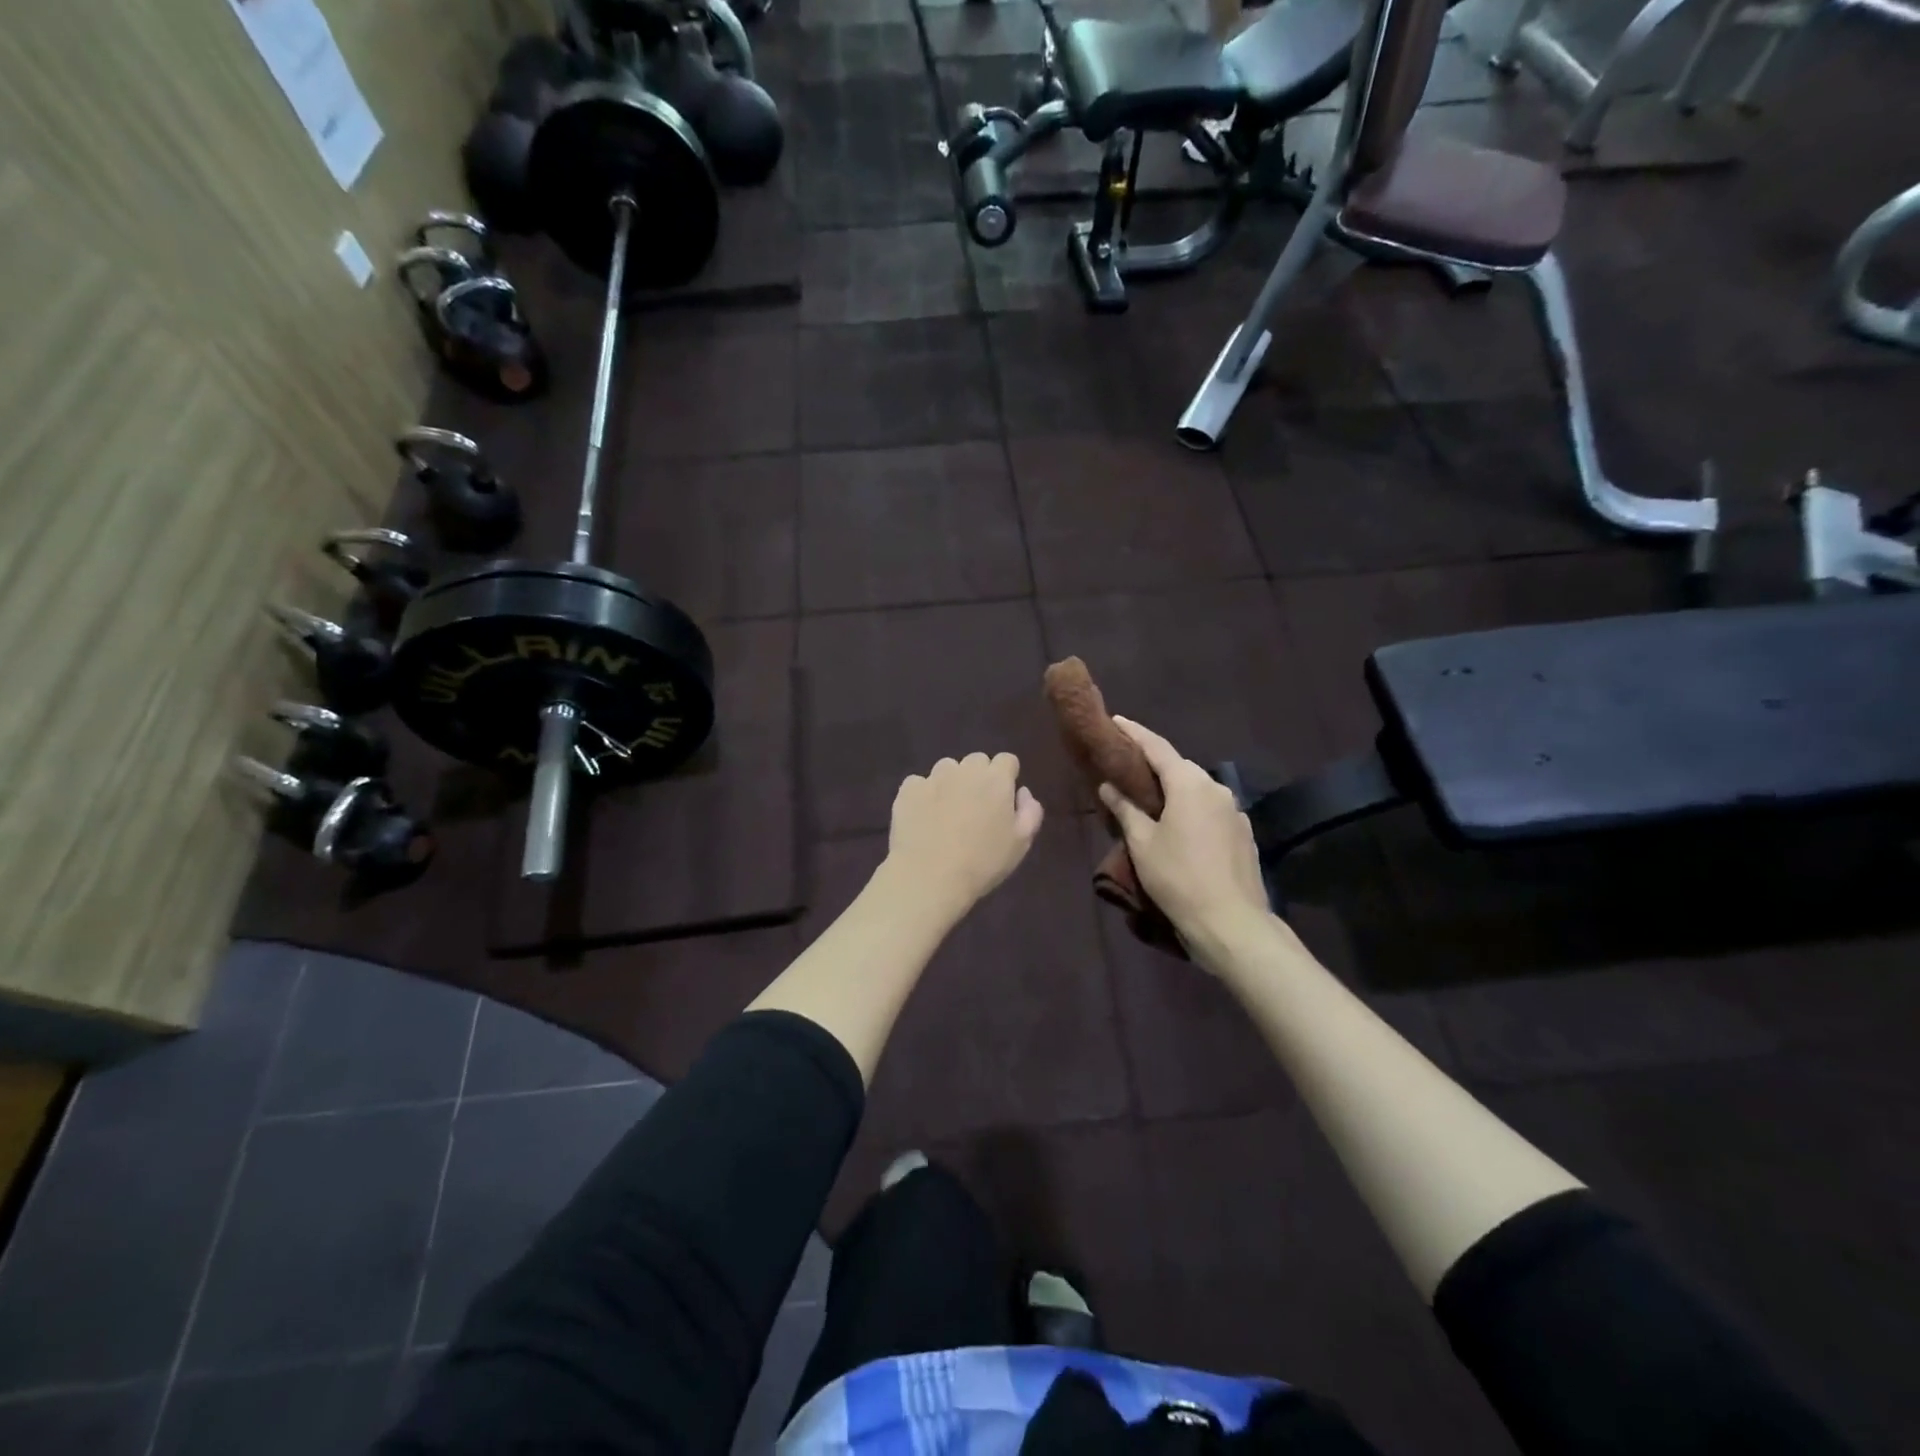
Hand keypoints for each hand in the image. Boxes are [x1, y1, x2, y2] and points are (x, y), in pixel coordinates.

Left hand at [884, 753, 1044, 917]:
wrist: (930, 877)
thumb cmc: (983, 863)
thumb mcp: (1021, 843)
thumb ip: (1030, 811)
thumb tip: (1022, 791)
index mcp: (996, 779)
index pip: (1007, 760)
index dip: (1006, 777)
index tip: (1003, 798)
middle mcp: (965, 770)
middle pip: (976, 761)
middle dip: (979, 777)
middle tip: (976, 806)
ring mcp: (933, 777)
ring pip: (947, 768)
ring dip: (951, 782)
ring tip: (947, 811)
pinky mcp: (908, 790)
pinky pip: (919, 783)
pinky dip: (923, 794)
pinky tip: (923, 817)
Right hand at [1097, 718, 1272, 954]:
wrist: (1231, 923)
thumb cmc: (1178, 878)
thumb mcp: (1142, 843)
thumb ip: (1125, 809)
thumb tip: (1109, 785)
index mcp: (1190, 784)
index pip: (1157, 747)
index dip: (1134, 733)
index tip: (1116, 721)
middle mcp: (1216, 788)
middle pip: (1179, 767)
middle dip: (1154, 763)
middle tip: (1127, 765)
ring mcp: (1235, 811)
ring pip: (1197, 790)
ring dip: (1174, 789)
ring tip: (1150, 798)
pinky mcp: (1243, 833)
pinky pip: (1210, 810)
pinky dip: (1191, 809)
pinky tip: (1178, 827)